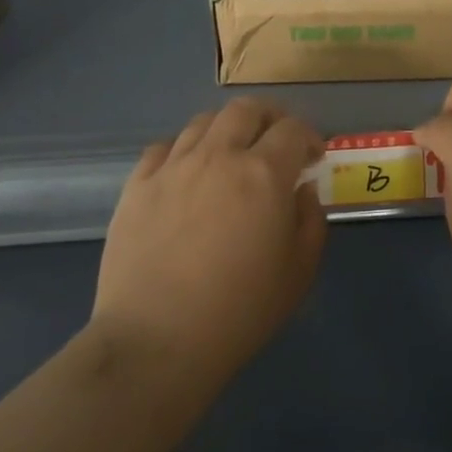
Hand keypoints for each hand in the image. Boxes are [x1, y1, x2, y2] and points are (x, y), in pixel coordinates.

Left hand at [92, 99, 326, 385]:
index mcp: (263, 174)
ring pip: (203, 122)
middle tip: (275, 142)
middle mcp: (218, 156)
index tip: (314, 156)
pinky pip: (162, 148)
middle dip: (269, 117)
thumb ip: (310, 220)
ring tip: (230, 155)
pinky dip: (183, 151)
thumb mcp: (298, 272)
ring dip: (226, 130)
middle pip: (246, 109)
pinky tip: (186, 173)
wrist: (156, 342)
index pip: (293, 129)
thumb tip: (302, 188)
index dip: (310, 136)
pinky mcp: (137, 186)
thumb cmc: (239, 312)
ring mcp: (172, 167)